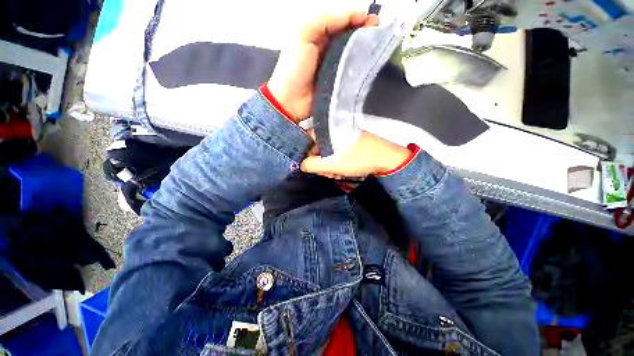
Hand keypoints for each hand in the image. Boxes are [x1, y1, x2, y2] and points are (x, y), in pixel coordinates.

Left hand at [267, 11, 378, 122]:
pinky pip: (351, 74)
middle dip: (365, 32)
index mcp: (319, 35)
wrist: (291, 101)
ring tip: (378, 47)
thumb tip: (354, 16)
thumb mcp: (303, 34)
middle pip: (349, 37)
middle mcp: (329, 50)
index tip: (372, 19)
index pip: (341, 22)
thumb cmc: (293, 68)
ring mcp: (335, 68)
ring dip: (365, 50)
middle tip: (379, 33)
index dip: (357, 18)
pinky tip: (369, 66)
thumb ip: (324, 20)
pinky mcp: (338, 83)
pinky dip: (360, 69)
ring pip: (352, 55)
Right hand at [301, 131, 412, 177]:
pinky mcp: (350, 143)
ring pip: (328, 153)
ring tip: (338, 174)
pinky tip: (344, 171)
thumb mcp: (330, 164)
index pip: (307, 142)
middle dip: (322, 165)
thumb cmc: (356, 159)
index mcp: (326, 131)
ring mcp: (342, 137)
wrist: (386, 159)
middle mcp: (332, 131)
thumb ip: (311, 164)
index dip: (308, 157)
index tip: (314, 168)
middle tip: (329, 174)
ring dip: (330, 166)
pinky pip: (338, 154)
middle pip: (318, 149)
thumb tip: (302, 164)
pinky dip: (338, 164)